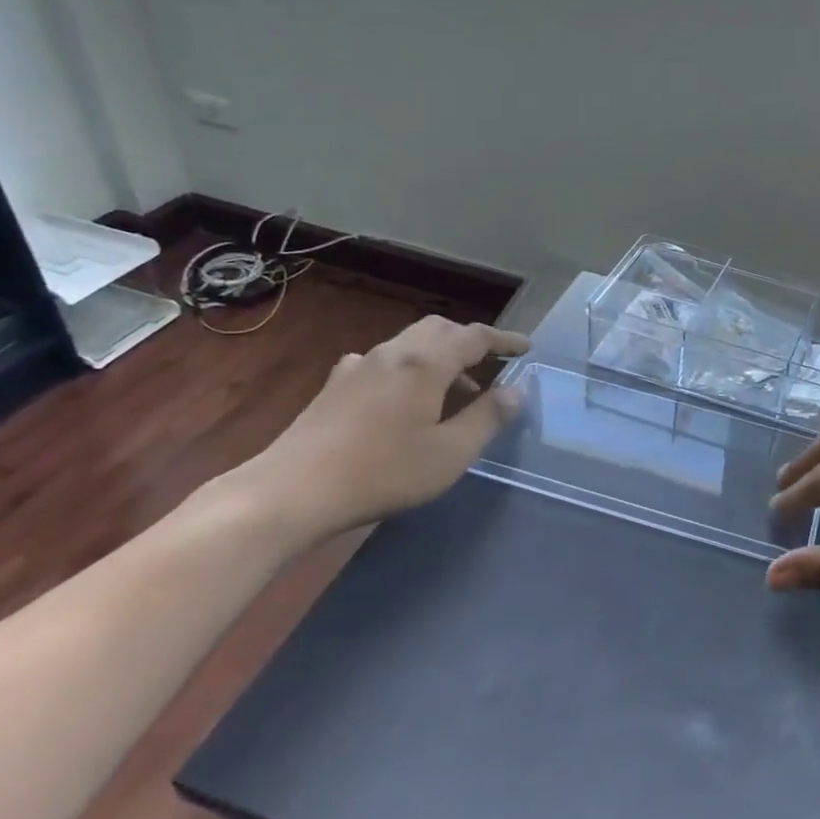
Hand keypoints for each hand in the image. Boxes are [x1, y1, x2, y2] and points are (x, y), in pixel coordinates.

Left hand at [225, 317, 529, 550]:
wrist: (293, 489)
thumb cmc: (382, 472)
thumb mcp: (450, 453)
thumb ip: (487, 418)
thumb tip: (516, 391)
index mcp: (426, 363)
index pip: (475, 336)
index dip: (504, 340)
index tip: (526, 348)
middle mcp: (394, 353)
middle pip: (440, 329)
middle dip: (470, 341)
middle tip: (491, 365)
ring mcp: (360, 365)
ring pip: (410, 343)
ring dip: (440, 356)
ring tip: (455, 391)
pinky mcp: (336, 384)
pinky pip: (383, 361)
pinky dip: (408, 368)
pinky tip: (401, 397)